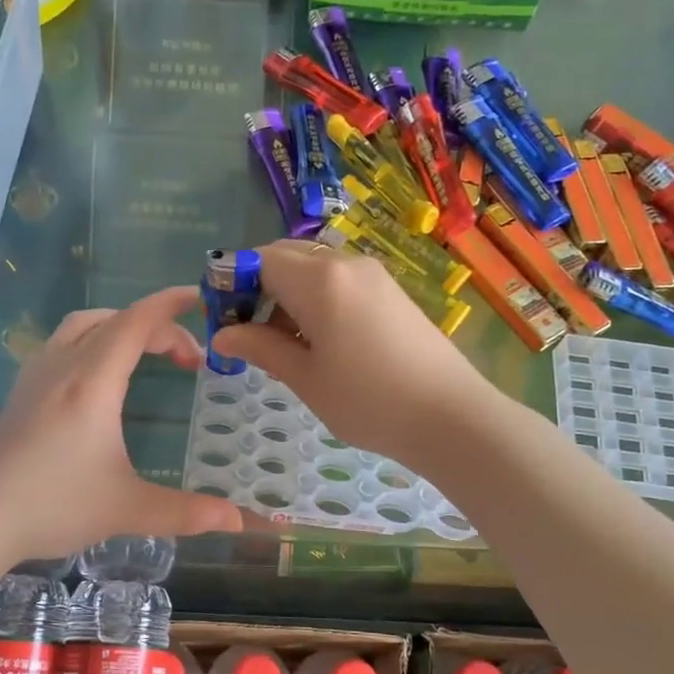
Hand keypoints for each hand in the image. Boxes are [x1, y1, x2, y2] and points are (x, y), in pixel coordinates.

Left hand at [0, 286, 243, 561]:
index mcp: (93, 382)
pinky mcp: (21, 391)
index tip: (203, 299)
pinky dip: (94, 340)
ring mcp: (37, 375)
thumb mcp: (128, 509)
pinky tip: (99, 377)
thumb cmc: (53, 506)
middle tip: (189, 360)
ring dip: (121, 326)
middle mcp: (64, 366)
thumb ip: (187, 511)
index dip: (172, 304)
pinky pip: (63, 343)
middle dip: (158, 326)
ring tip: (147, 353)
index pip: (137, 322)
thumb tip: (241, 521)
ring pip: (83, 325)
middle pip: (115, 320)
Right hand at [209, 239, 489, 466]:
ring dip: (286, 293)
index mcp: (319, 280)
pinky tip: (317, 339)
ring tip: (282, 343)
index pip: (258, 260)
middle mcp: (345, 263)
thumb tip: (222, 336)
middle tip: (248, 332)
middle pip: (285, 256)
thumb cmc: (369, 401)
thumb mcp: (305, 378)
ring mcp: (372, 274)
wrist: (451, 417)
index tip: (221, 319)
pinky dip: (314, 297)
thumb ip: (260, 347)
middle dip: (257, 286)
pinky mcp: (389, 290)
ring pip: (312, 268)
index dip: (232, 284)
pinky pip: (338, 279)